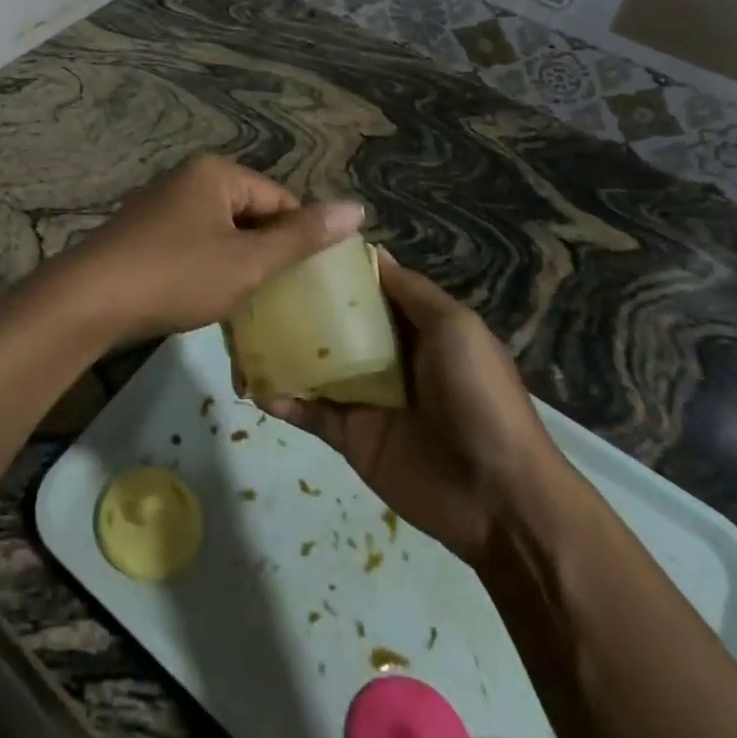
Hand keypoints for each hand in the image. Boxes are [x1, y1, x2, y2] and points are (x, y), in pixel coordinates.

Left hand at [39, 155, 364, 343]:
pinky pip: (193, 244)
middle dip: (267, 254)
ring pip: (221, 233)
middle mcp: (188, 178)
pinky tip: (209, 299)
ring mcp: (161, 204)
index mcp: (216, 173)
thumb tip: (357, 208)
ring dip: (238, 265)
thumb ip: (301, 237)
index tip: (310, 283)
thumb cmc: (177, 275)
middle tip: (282, 299)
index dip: (300, 241)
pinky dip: (208, 269)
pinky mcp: (143, 232)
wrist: (90, 299)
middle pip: (250, 214)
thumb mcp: (247, 261)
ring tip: (250, 304)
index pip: (280, 201)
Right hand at [266, 249, 566, 562]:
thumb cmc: (479, 397)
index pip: (362, 285)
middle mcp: (381, 353)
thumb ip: (409, 291)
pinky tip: (252, 385)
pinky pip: (306, 410)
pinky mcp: (347, 434)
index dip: (331, 264)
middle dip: (292, 304)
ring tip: (237, 332)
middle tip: (248, 286)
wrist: (499, 497)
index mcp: (411, 324)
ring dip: (277, 349)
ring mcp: (361, 395)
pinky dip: (280, 397)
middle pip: (329, 321)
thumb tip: (369, 251)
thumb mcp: (455, 327)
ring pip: (310, 362)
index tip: (288, 240)